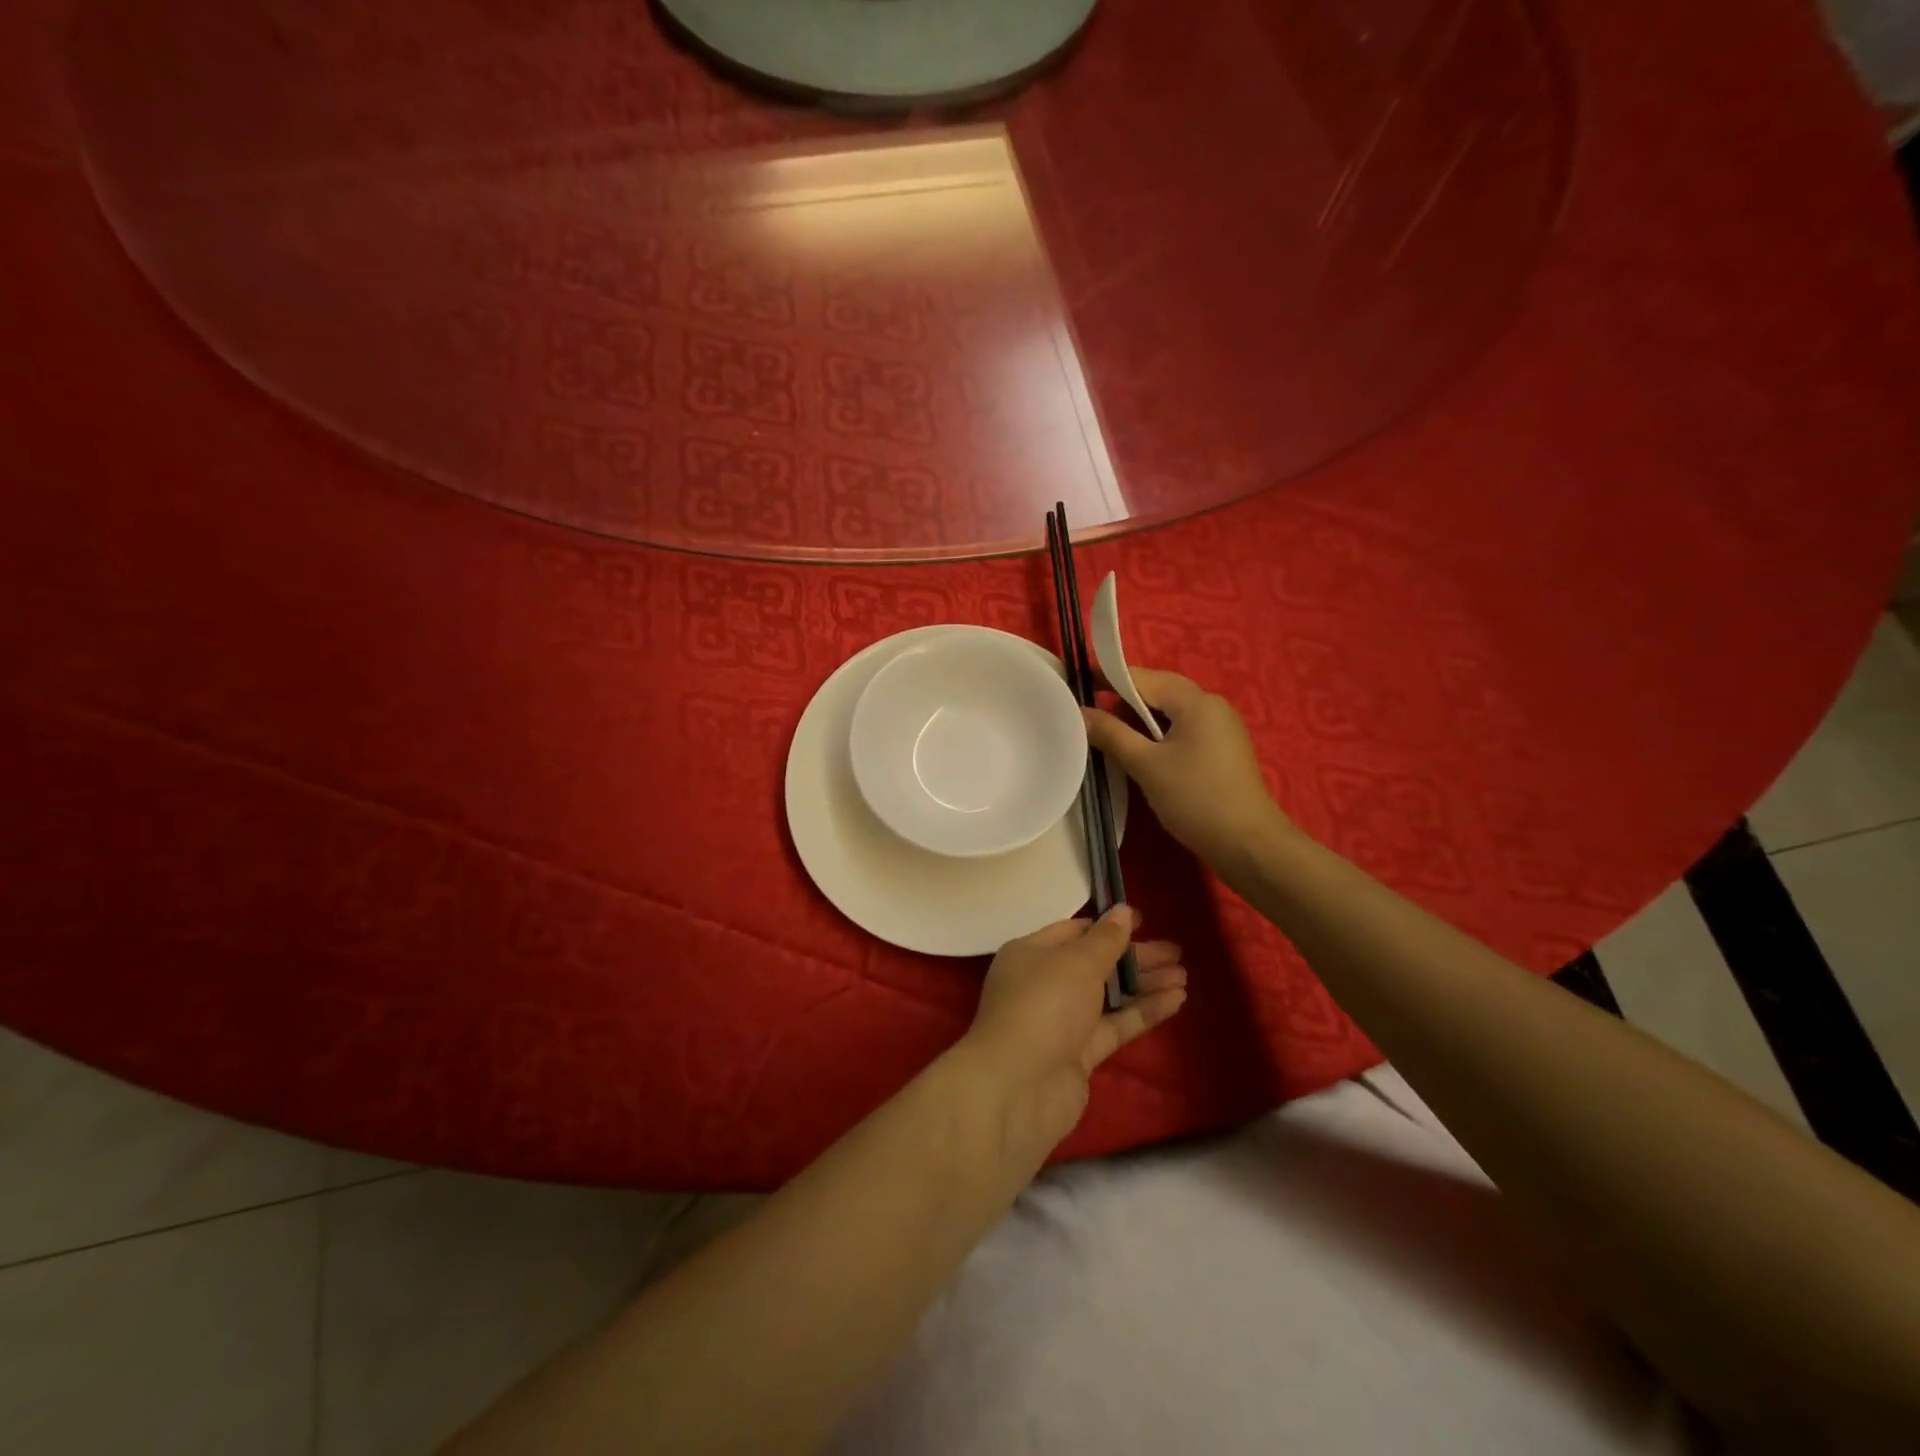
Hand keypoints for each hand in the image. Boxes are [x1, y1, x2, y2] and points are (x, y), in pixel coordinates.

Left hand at [958, 906, 1186, 1167]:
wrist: (1019, 1086)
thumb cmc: (1044, 1004)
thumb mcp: (1077, 961)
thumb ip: (1106, 939)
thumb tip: (1123, 910)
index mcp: (1031, 953)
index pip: (1073, 932)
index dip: (1108, 926)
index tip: (1144, 921)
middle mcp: (1043, 983)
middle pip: (1095, 964)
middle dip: (1134, 957)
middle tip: (1176, 951)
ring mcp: (1061, 1021)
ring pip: (1108, 996)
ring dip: (1144, 985)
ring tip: (1184, 975)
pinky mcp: (1079, 1054)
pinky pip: (1115, 1025)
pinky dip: (1143, 1012)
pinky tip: (1177, 1000)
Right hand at [1083, 667, 1294, 872]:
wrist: (1249, 844)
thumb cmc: (1195, 798)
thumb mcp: (1146, 765)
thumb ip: (1111, 734)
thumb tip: (1080, 712)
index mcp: (1196, 702)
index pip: (1144, 678)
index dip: (1109, 678)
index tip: (1078, 683)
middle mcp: (1212, 706)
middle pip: (1160, 692)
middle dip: (1124, 701)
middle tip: (1090, 716)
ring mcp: (1221, 729)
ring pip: (1171, 713)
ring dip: (1140, 721)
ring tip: (1110, 738)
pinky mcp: (1223, 751)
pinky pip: (1184, 731)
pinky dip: (1158, 736)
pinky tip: (1141, 755)